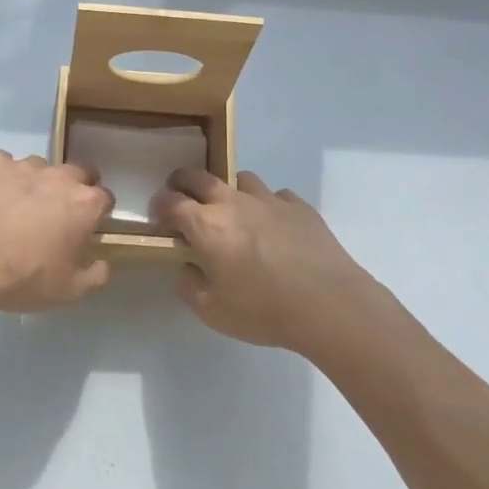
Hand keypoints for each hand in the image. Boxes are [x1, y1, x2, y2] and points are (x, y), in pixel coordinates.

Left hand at [0, 151, 114, 316]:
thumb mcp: (69, 291)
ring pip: (39, 167)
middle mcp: (60, 177)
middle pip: (77, 173)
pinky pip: (3, 164)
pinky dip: (2, 177)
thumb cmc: (25, 278)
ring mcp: (25, 166)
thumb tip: (102, 263)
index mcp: (86, 204)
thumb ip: (95, 275)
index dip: (97, 213)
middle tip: (57, 213)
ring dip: (36, 183)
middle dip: (73, 188)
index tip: (87, 227)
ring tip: (18, 207)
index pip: (105, 198)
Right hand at [151, 169, 380, 351]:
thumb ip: (190, 285)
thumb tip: (187, 267)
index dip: (159, 206)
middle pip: (200, 177)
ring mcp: (269, 200)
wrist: (329, 304)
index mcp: (206, 225)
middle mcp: (234, 203)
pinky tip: (274, 228)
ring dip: (229, 191)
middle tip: (182, 197)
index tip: (158, 217)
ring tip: (233, 213)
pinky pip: (276, 196)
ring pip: (241, 179)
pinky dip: (267, 206)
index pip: (171, 202)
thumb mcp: (212, 311)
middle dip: (183, 182)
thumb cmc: (263, 310)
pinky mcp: (299, 207)